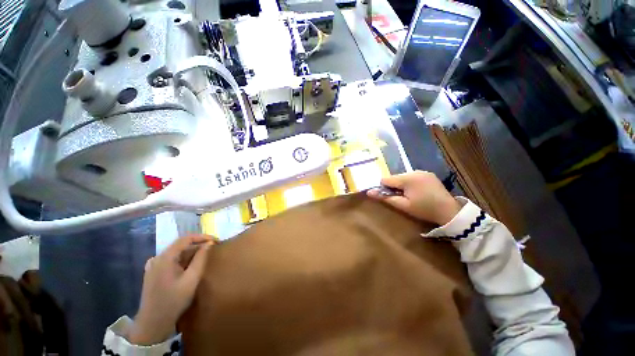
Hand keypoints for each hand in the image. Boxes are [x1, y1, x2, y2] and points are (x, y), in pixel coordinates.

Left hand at [128, 235, 213, 345]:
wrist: (153, 323)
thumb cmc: (174, 301)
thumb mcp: (191, 279)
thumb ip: (201, 259)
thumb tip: (209, 244)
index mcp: (164, 258)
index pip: (185, 239)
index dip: (202, 237)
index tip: (215, 240)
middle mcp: (157, 258)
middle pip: (180, 245)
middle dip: (198, 245)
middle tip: (213, 248)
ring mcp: (153, 265)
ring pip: (176, 253)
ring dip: (191, 253)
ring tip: (205, 256)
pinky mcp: (154, 272)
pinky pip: (171, 260)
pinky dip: (183, 259)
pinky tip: (191, 265)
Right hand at [367, 171, 461, 225]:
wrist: (449, 211)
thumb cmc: (424, 210)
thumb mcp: (403, 205)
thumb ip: (385, 198)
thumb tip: (369, 192)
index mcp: (407, 178)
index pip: (386, 179)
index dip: (385, 188)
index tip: (391, 196)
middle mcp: (414, 171)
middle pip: (395, 177)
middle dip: (394, 186)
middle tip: (402, 198)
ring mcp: (422, 171)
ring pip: (403, 176)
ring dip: (402, 184)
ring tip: (410, 195)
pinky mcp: (428, 174)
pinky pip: (412, 176)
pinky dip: (410, 182)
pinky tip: (417, 191)